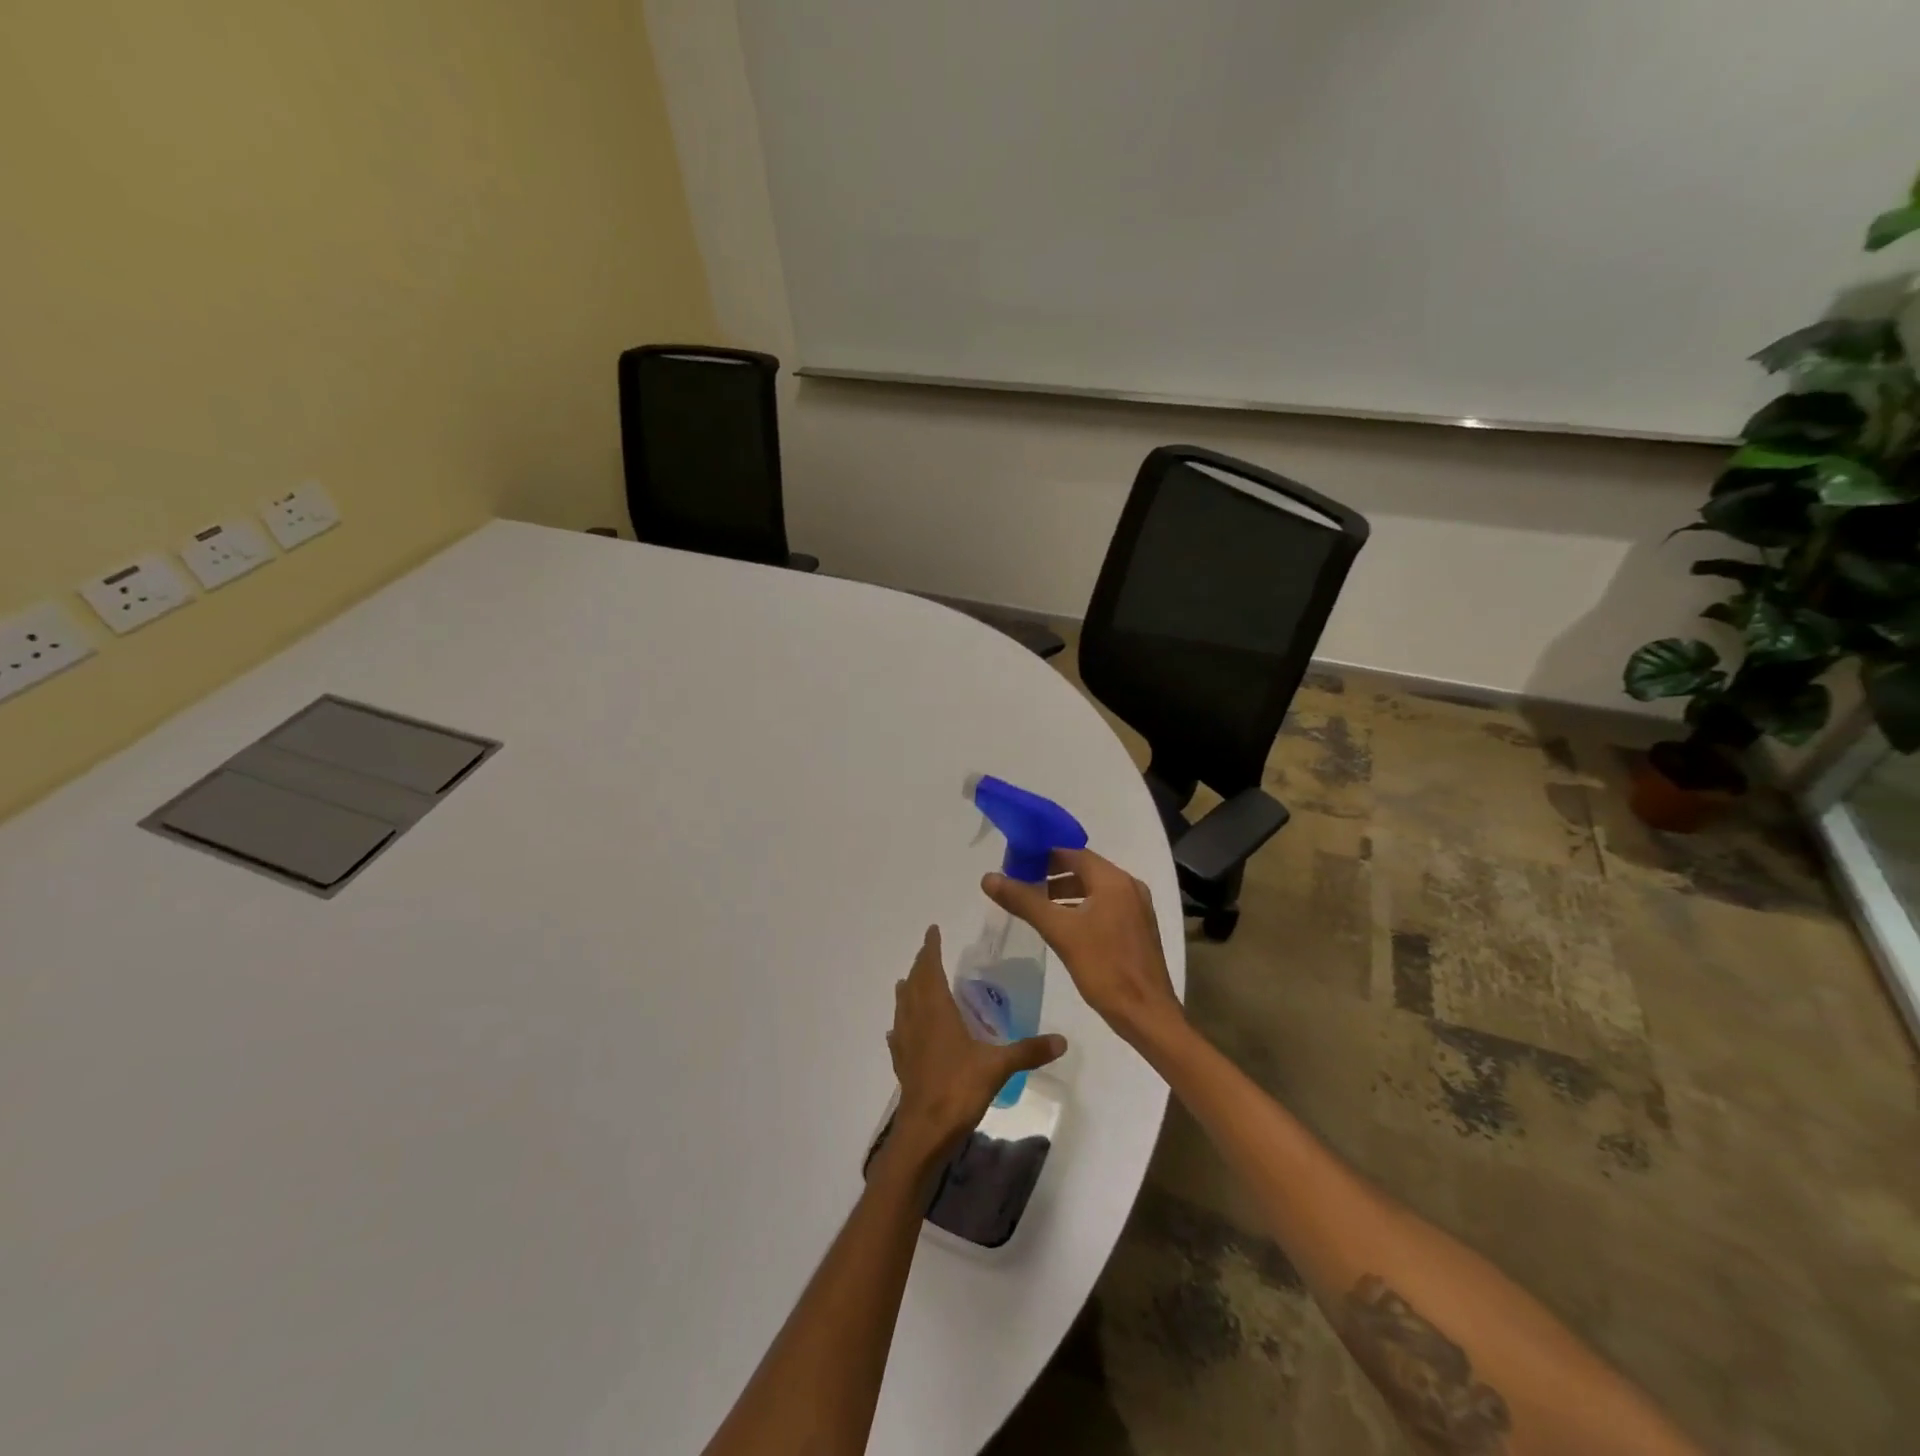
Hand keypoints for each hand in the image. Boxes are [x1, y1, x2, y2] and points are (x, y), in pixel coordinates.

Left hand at [887, 926, 1066, 1155]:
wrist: (924, 1132)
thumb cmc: (958, 1090)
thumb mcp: (998, 1067)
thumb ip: (1028, 1051)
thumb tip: (1062, 1040)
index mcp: (936, 1011)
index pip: (930, 968)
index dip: (930, 948)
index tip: (932, 930)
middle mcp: (917, 1020)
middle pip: (914, 983)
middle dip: (921, 964)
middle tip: (929, 951)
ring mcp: (905, 1042)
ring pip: (903, 1006)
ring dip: (908, 989)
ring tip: (913, 982)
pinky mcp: (901, 1064)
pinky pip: (898, 1034)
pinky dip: (901, 1023)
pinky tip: (902, 1030)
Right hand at [983, 848, 1182, 1046]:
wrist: (1147, 1015)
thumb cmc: (1104, 968)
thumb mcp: (1059, 932)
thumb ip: (1024, 901)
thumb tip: (989, 878)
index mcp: (1114, 880)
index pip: (1072, 852)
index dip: (1042, 854)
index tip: (1014, 862)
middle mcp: (1129, 886)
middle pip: (1083, 868)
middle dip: (1051, 873)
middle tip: (1019, 882)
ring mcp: (1136, 908)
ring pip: (1093, 888)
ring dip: (1064, 891)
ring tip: (1034, 903)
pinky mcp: (1137, 928)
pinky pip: (1104, 905)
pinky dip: (1081, 906)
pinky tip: (1061, 924)